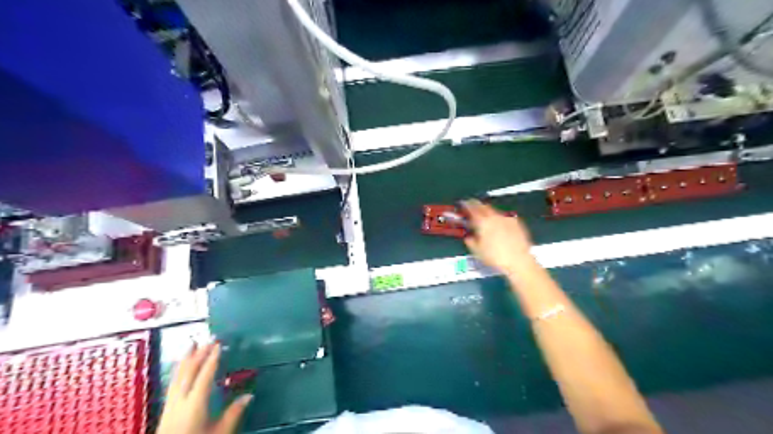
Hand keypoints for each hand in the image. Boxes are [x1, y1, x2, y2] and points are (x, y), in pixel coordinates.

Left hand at [156, 342, 254, 433]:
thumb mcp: (219, 433)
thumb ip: (233, 414)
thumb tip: (249, 395)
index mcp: (195, 404)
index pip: (204, 376)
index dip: (212, 359)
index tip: (219, 344)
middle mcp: (180, 401)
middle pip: (189, 372)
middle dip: (199, 354)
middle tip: (209, 338)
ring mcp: (170, 405)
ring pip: (177, 377)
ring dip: (185, 359)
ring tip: (191, 345)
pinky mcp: (165, 411)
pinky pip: (172, 384)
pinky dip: (177, 371)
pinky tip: (180, 368)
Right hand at [461, 199, 534, 273]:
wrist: (518, 261)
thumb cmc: (496, 257)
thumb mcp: (477, 251)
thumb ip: (470, 241)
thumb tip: (468, 237)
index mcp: (482, 222)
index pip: (472, 208)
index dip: (466, 205)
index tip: (464, 204)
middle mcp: (495, 217)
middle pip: (484, 206)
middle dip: (478, 206)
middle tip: (473, 208)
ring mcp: (507, 219)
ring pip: (495, 211)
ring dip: (489, 213)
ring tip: (486, 219)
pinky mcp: (516, 223)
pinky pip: (505, 217)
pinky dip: (500, 219)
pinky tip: (500, 226)